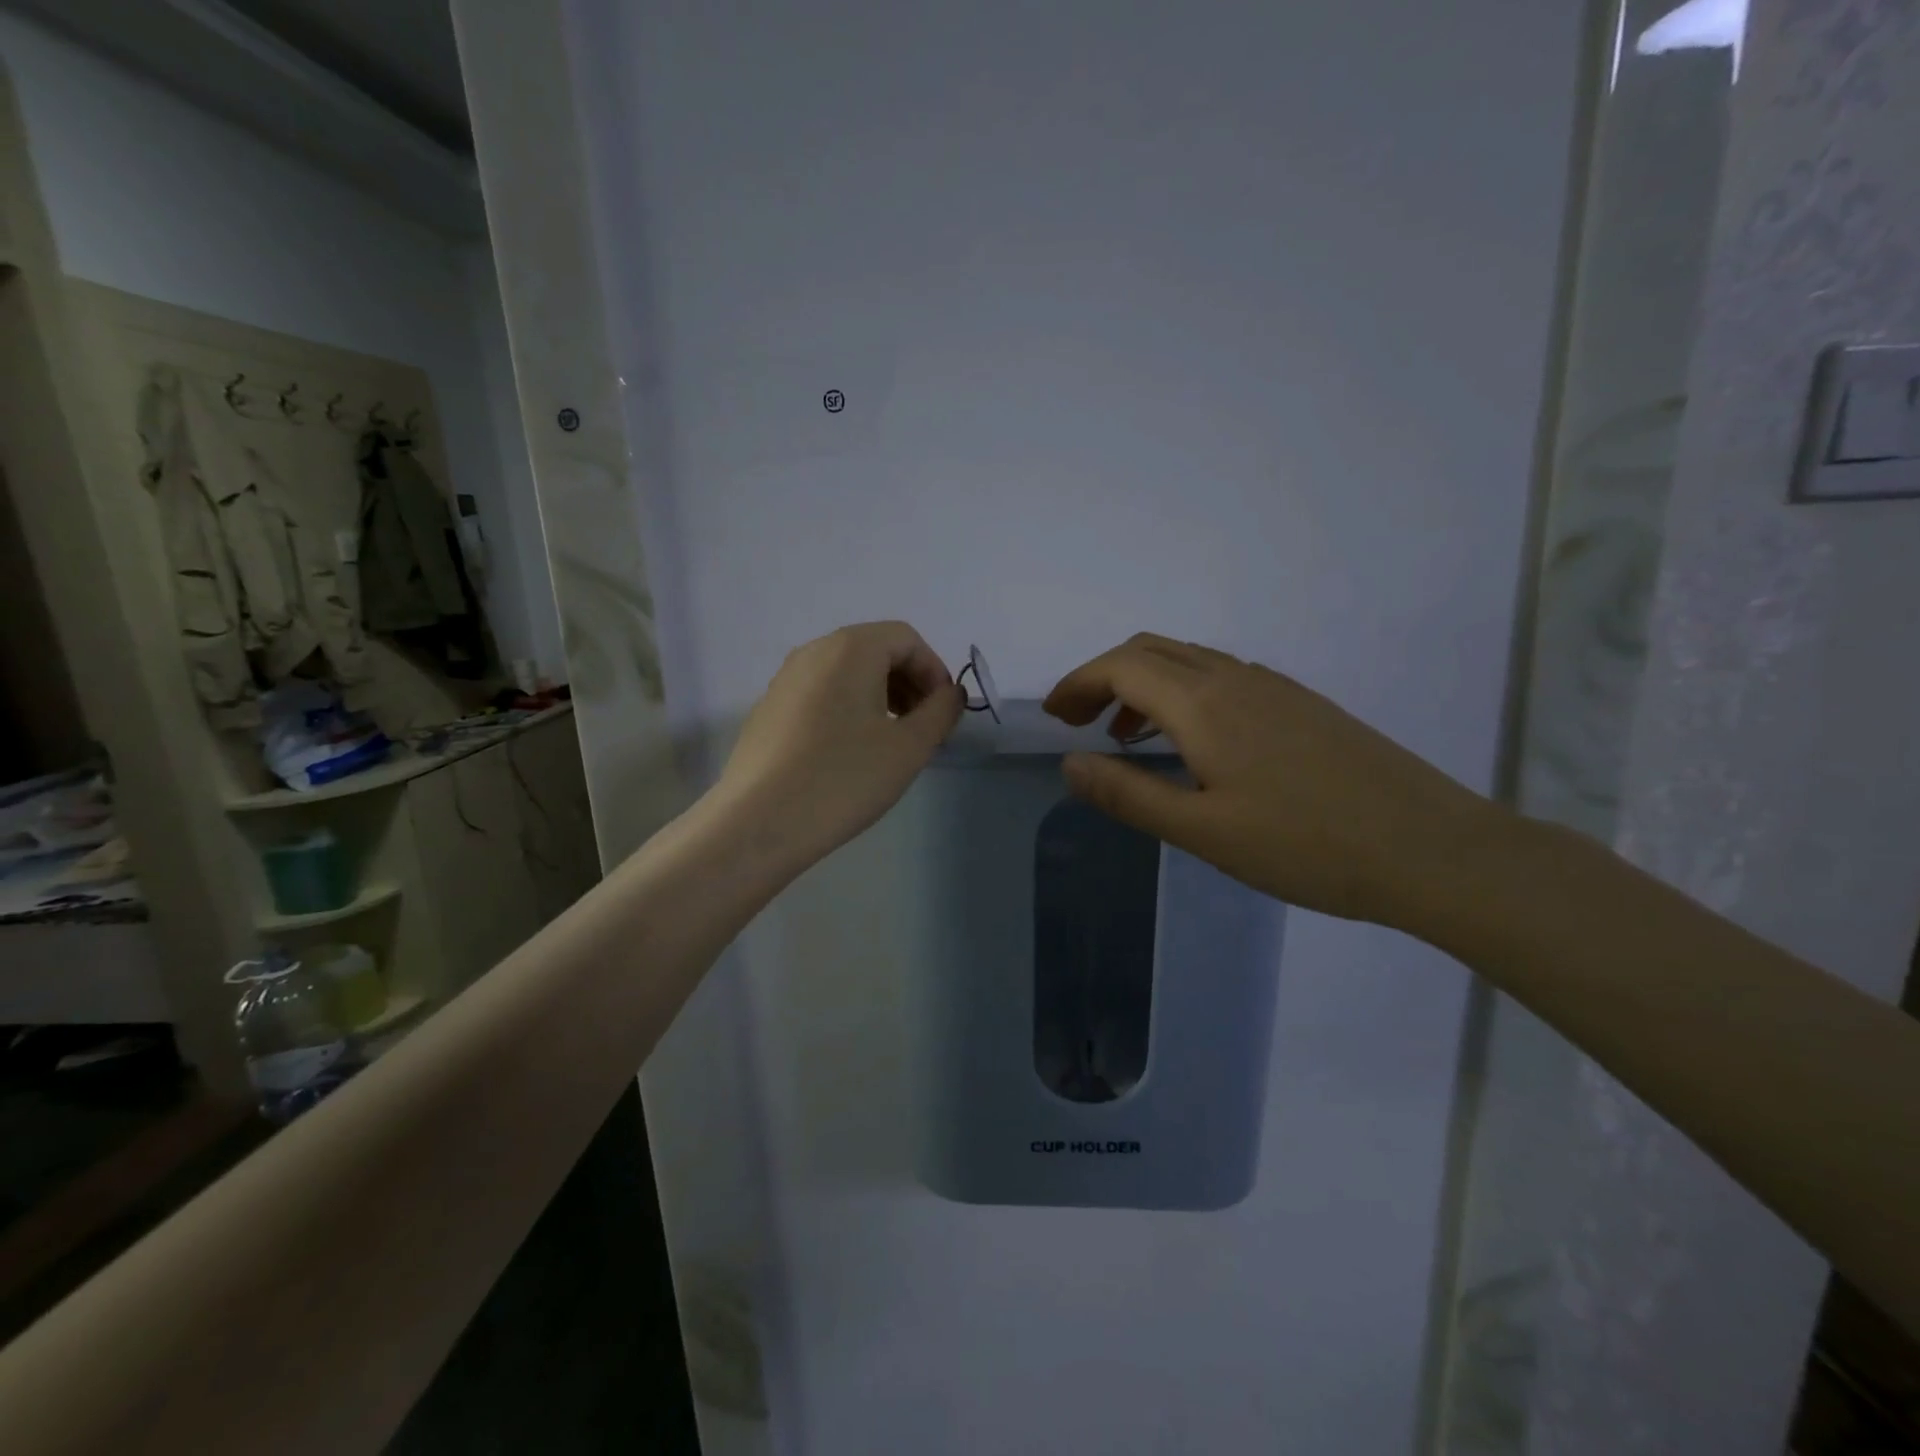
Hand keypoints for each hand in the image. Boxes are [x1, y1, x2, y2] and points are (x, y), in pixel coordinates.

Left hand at [717, 621, 962, 867]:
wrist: (760, 822)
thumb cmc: (845, 778)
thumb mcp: (909, 747)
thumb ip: (941, 712)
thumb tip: (951, 693)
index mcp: (850, 648)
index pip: (906, 639)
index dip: (934, 671)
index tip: (942, 713)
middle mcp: (813, 651)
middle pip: (875, 650)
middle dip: (908, 683)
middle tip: (922, 728)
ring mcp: (785, 679)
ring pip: (846, 673)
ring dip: (879, 696)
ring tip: (889, 742)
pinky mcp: (768, 709)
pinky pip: (820, 694)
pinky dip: (847, 709)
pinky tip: (848, 754)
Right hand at [1042, 633, 1498, 925]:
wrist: (1433, 850)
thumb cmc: (1307, 846)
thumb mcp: (1203, 832)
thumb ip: (1129, 794)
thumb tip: (1070, 764)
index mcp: (1205, 703)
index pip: (1121, 667)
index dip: (1077, 683)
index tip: (1052, 716)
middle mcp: (1236, 678)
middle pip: (1151, 650)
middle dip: (1104, 676)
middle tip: (1078, 721)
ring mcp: (1275, 687)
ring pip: (1189, 661)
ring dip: (1144, 685)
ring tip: (1126, 736)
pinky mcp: (1301, 704)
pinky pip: (1222, 678)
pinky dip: (1183, 694)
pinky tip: (1193, 744)